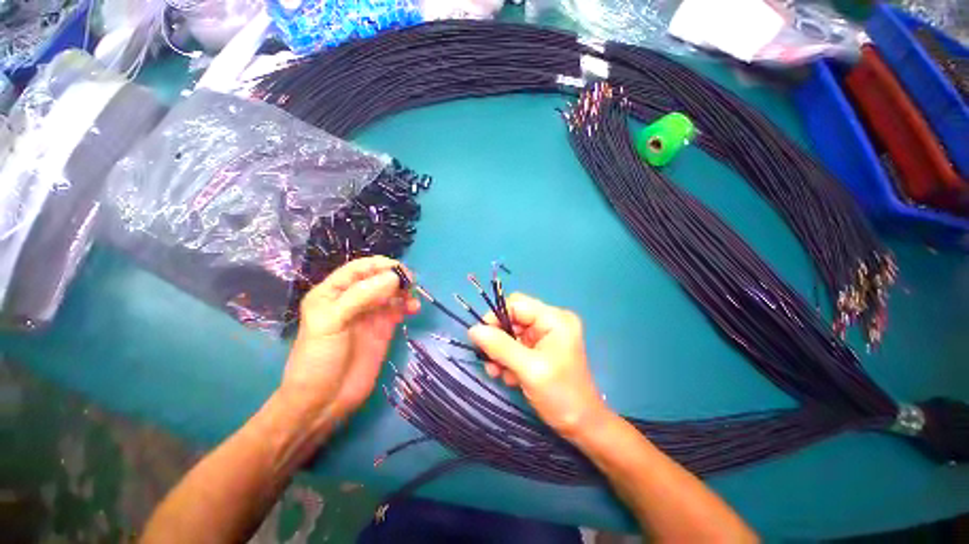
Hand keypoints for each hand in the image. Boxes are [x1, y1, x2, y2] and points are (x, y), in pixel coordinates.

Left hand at [280, 256, 418, 427]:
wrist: (324, 400)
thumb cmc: (319, 359)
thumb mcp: (331, 322)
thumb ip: (360, 296)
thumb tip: (393, 277)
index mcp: (333, 292)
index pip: (359, 269)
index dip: (380, 265)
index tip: (400, 271)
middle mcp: (353, 299)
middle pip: (379, 278)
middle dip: (396, 277)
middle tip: (410, 284)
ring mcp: (370, 314)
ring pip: (391, 292)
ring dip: (404, 291)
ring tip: (412, 301)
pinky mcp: (383, 328)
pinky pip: (398, 309)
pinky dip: (408, 305)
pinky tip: (413, 310)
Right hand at [468, 293, 607, 437]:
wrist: (582, 426)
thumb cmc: (561, 395)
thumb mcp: (529, 369)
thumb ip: (500, 347)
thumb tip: (473, 329)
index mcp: (554, 319)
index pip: (517, 304)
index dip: (495, 317)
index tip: (480, 338)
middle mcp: (550, 322)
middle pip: (512, 319)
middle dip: (498, 340)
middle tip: (489, 361)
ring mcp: (545, 336)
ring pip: (511, 334)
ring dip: (500, 353)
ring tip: (497, 373)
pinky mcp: (540, 349)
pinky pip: (515, 346)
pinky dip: (508, 360)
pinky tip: (510, 378)